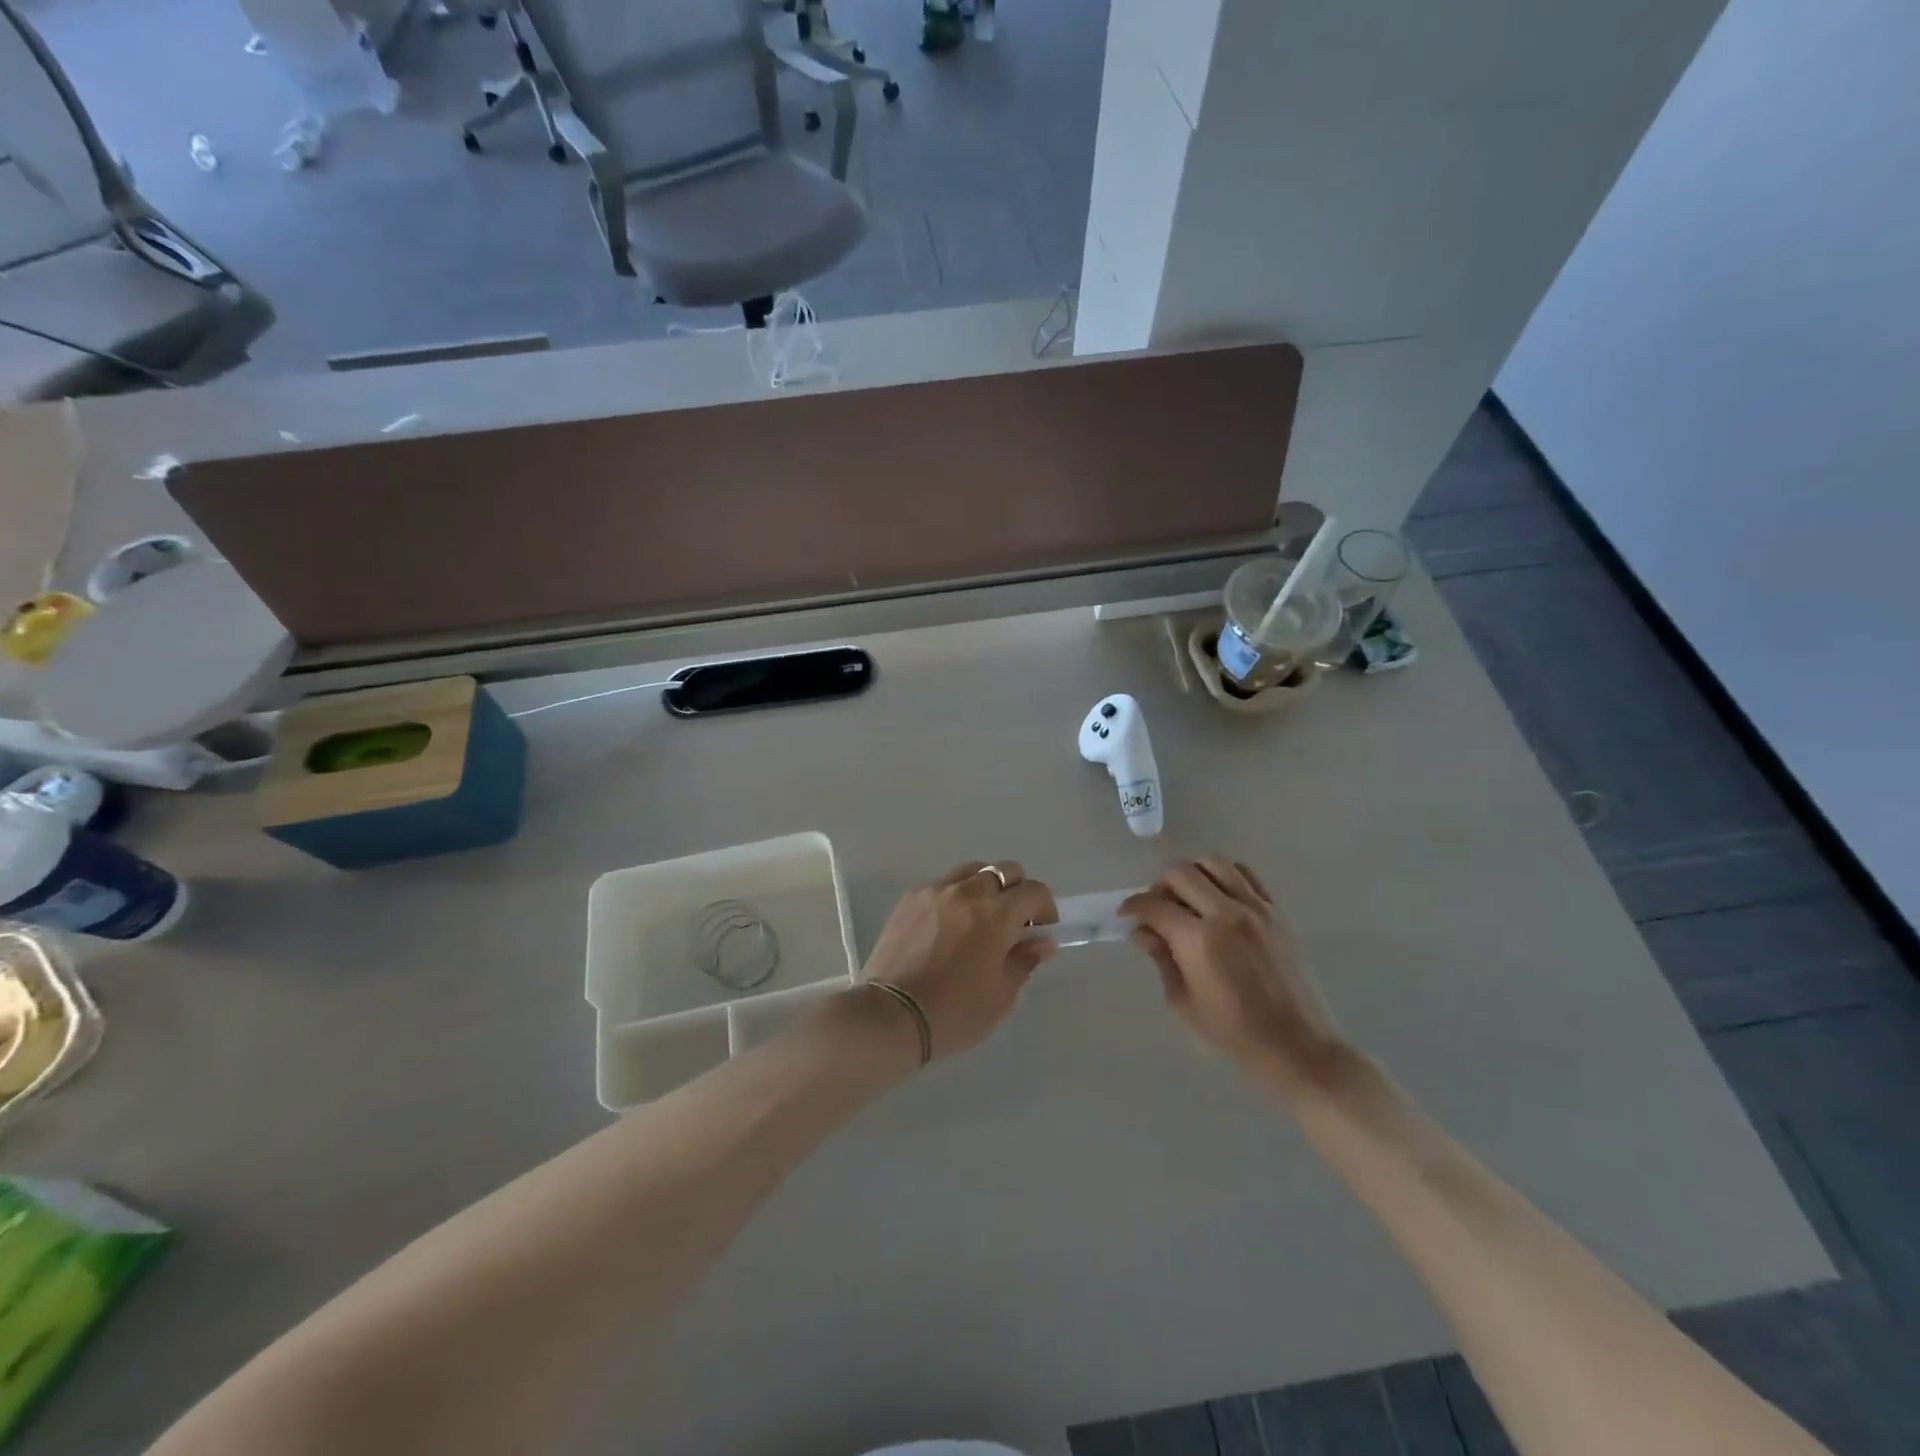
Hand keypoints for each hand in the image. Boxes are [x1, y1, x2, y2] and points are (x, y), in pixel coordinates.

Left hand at [863, 862, 1058, 1060]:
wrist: (890, 1015)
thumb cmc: (954, 1013)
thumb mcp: (1001, 996)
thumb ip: (1024, 961)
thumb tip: (1042, 942)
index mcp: (997, 914)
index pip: (1034, 891)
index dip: (1045, 908)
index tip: (1040, 930)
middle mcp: (968, 892)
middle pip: (1005, 871)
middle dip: (1017, 891)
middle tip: (1013, 923)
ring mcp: (936, 890)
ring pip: (973, 871)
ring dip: (986, 887)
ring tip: (980, 918)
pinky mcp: (911, 898)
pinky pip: (943, 883)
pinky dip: (956, 895)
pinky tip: (949, 924)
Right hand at [1122, 857, 1346, 1091]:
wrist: (1297, 1044)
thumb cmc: (1234, 1032)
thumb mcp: (1184, 1003)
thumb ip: (1161, 959)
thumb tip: (1143, 931)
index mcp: (1198, 940)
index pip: (1154, 905)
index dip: (1134, 906)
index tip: (1127, 915)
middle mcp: (1225, 913)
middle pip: (1180, 873)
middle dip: (1159, 886)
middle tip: (1156, 908)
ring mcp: (1255, 908)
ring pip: (1213, 863)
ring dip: (1192, 874)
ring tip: (1187, 898)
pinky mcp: (1275, 911)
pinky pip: (1245, 874)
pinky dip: (1224, 876)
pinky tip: (1218, 898)